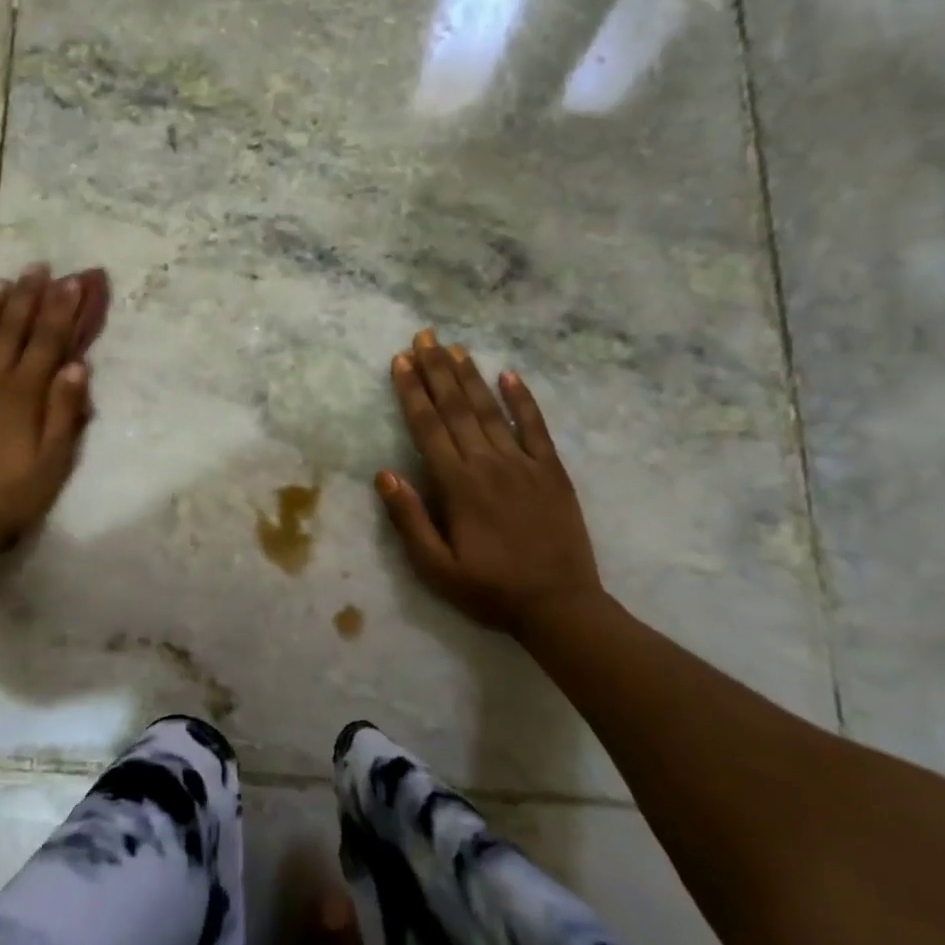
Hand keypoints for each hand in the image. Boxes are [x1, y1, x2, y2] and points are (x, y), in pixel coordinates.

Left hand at [0, 265, 98, 549]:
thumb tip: (77, 365)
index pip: (47, 341)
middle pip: (12, 329)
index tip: (72, 282)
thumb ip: (66, 411)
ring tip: (3, 282)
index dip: (61, 310)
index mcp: (24, 394)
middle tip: (38, 267)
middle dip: (28, 296)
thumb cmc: (16, 493)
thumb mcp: (55, 460)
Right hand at [376, 330, 602, 631]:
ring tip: (455, 348)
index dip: (412, 391)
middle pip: (458, 408)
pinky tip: (510, 375)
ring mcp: (524, 464)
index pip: (428, 427)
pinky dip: (523, 400)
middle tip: (424, 337)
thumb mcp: (436, 567)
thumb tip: (384, 474)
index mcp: (458, 485)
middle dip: (437, 370)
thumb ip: (409, 519)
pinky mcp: (553, 472)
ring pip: (492, 410)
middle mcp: (489, 464)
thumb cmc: (490, 589)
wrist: (560, 607)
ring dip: (471, 377)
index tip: (400, 361)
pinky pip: (536, 428)